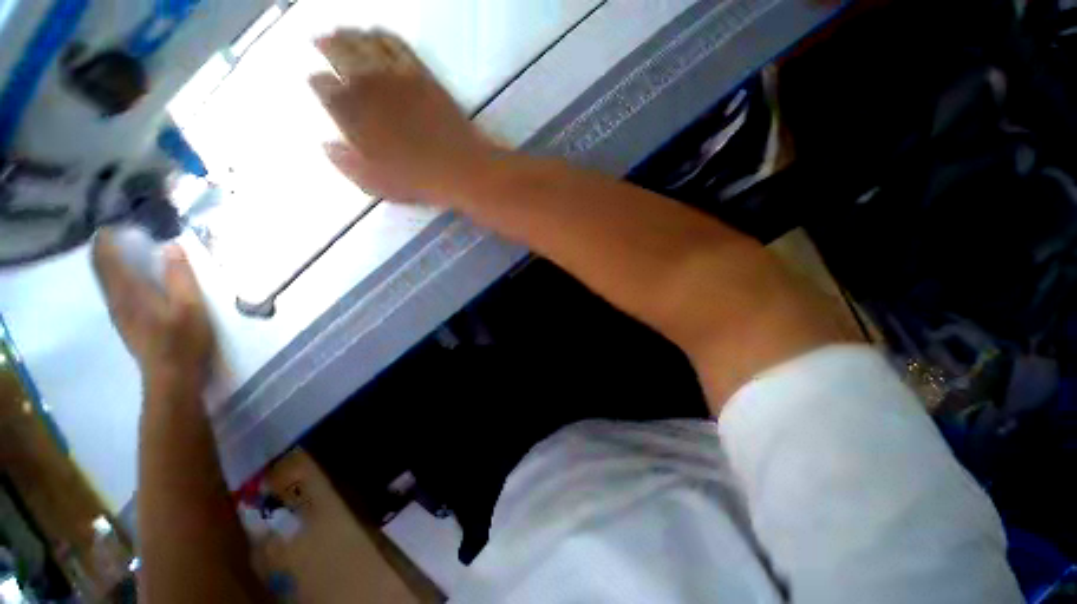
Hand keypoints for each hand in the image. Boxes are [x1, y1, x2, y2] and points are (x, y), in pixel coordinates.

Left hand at [92, 232, 213, 388]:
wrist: (172, 378)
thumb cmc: (183, 341)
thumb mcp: (191, 307)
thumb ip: (180, 276)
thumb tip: (171, 245)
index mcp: (128, 291)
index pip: (105, 256)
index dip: (107, 236)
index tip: (119, 219)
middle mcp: (115, 298)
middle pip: (101, 265)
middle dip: (107, 245)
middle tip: (124, 227)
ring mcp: (118, 312)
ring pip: (106, 278)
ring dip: (112, 259)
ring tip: (128, 245)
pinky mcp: (126, 321)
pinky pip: (114, 289)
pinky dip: (117, 274)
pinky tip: (133, 274)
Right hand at [309, 29, 495, 203]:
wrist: (460, 168)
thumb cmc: (417, 181)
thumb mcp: (376, 183)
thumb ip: (347, 164)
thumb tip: (327, 145)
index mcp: (351, 113)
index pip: (323, 86)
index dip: (318, 82)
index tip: (317, 80)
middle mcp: (367, 85)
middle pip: (338, 52)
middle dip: (326, 44)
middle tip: (321, 40)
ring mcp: (395, 76)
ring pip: (365, 43)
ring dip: (350, 35)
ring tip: (344, 32)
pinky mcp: (421, 74)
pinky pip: (396, 45)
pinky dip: (383, 36)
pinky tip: (378, 34)